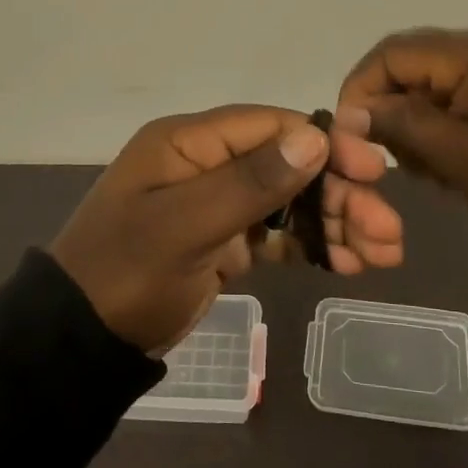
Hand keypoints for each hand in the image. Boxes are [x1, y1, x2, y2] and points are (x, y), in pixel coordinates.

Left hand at [49, 105, 399, 352]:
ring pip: (288, 200)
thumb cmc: (126, 274)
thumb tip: (315, 138)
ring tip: (384, 253)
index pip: (270, 126)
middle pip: (287, 164)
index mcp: (189, 143)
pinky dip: (311, 244)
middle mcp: (206, 163)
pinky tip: (349, 263)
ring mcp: (215, 203)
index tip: (371, 171)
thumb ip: (249, 183)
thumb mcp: (184, 227)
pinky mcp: (222, 240)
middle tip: (388, 230)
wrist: (79, 342)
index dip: (324, 144)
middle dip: (339, 193)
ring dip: (335, 221)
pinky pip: (276, 233)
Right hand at [333, 27, 467, 245]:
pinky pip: (464, 93)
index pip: (392, 53)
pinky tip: (453, 160)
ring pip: (436, 82)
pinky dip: (446, 122)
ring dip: (418, 120)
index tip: (351, 135)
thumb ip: (401, 126)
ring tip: (429, 168)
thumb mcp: (459, 157)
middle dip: (391, 109)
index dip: (361, 89)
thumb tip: (351, 113)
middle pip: (413, 64)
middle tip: (394, 160)